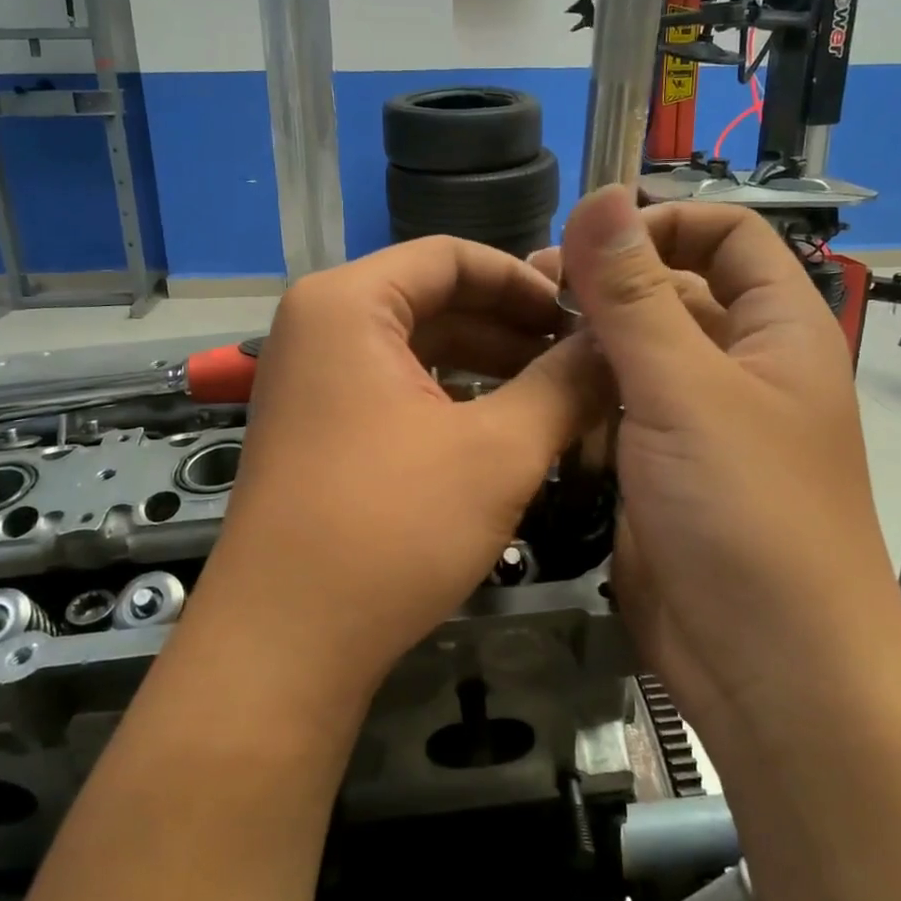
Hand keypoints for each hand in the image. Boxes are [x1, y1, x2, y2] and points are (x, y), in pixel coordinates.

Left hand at [187, 237, 602, 701]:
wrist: (284, 644)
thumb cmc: (390, 529)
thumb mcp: (497, 451)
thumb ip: (564, 386)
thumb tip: (616, 348)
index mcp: (348, 303)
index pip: (451, 256)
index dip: (525, 281)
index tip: (583, 317)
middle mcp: (319, 326)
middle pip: (433, 300)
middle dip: (510, 328)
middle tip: (580, 361)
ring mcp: (312, 380)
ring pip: (416, 349)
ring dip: (486, 367)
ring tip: (555, 396)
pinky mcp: (317, 428)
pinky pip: (394, 389)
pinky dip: (450, 400)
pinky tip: (500, 430)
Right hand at [533, 186, 896, 733]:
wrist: (768, 670)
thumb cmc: (746, 514)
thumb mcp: (684, 390)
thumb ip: (635, 294)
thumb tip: (602, 195)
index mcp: (775, 330)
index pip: (726, 236)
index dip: (662, 225)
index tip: (588, 245)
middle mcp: (739, 368)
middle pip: (670, 294)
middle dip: (605, 288)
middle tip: (529, 295)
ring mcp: (696, 425)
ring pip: (632, 357)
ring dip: (583, 349)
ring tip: (518, 350)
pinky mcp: (658, 472)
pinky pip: (613, 415)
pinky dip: (578, 405)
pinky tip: (535, 406)